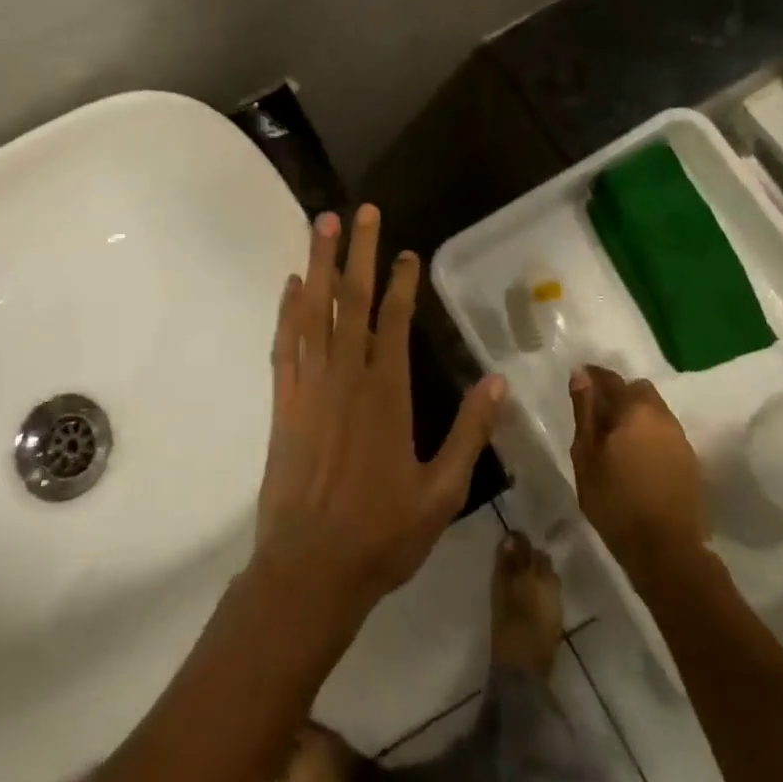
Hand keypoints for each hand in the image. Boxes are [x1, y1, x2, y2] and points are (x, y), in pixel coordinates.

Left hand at [254, 206, 505, 627]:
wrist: (309, 570)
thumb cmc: (381, 534)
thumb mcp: (442, 492)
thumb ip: (470, 433)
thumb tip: (498, 382)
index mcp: (387, 394)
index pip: (396, 322)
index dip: (402, 282)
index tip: (407, 252)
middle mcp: (347, 377)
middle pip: (353, 301)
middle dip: (358, 252)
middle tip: (361, 211)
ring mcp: (310, 386)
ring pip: (315, 311)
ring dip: (318, 264)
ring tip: (321, 225)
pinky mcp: (284, 402)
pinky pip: (285, 344)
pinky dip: (287, 311)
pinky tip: (291, 285)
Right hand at [569, 365, 705, 579]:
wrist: (668, 552)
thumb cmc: (616, 502)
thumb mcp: (586, 456)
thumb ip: (584, 411)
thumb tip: (580, 374)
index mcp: (634, 409)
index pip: (611, 378)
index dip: (592, 376)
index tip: (578, 382)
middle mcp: (662, 415)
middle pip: (638, 390)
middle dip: (618, 394)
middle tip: (598, 415)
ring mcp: (680, 438)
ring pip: (654, 411)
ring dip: (635, 414)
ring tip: (616, 439)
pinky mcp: (690, 460)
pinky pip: (664, 432)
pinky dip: (649, 434)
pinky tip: (636, 457)